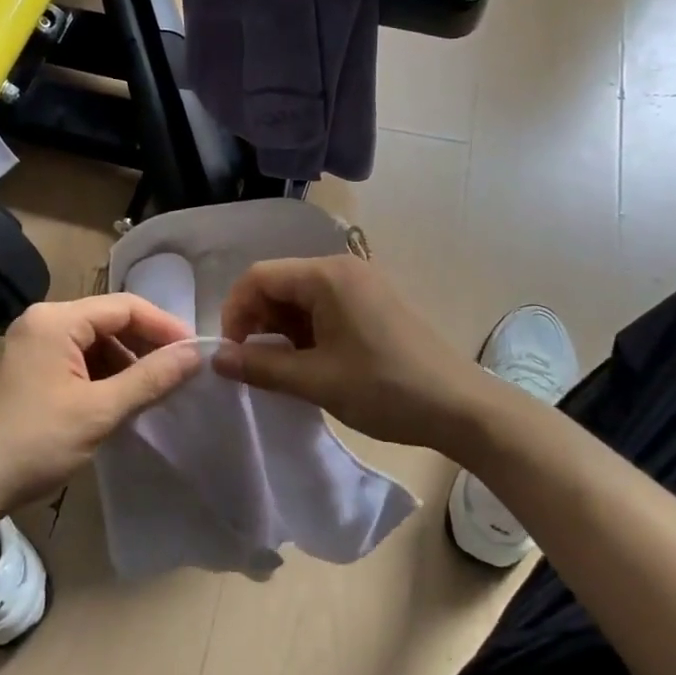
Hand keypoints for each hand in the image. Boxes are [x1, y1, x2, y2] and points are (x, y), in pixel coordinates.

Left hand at [0, 295, 201, 526]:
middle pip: (109, 321)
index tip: (195, 351)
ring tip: (156, 389)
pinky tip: (122, 398)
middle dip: (146, 344)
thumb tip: (195, 354)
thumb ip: (150, 378)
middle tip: (180, 372)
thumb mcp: (99, 410)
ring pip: (95, 342)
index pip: (124, 306)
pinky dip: (105, 375)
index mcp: (56, 320)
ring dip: (127, 362)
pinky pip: (78, 359)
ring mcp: (33, 345)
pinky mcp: (30, 369)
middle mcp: (43, 322)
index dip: (164, 326)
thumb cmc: (35, 441)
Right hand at [212, 255, 487, 450]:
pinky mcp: (373, 302)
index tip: (232, 353)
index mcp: (327, 276)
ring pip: (301, 297)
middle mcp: (342, 268)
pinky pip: (324, 306)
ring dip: (282, 329)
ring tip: (284, 369)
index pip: (259, 277)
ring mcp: (361, 283)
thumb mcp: (316, 381)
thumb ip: (260, 367)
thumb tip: (216, 358)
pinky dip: (307, 330)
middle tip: (256, 365)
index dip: (235, 312)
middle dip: (258, 321)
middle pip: (279, 283)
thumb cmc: (384, 389)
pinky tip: (311, 362)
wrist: (459, 406)